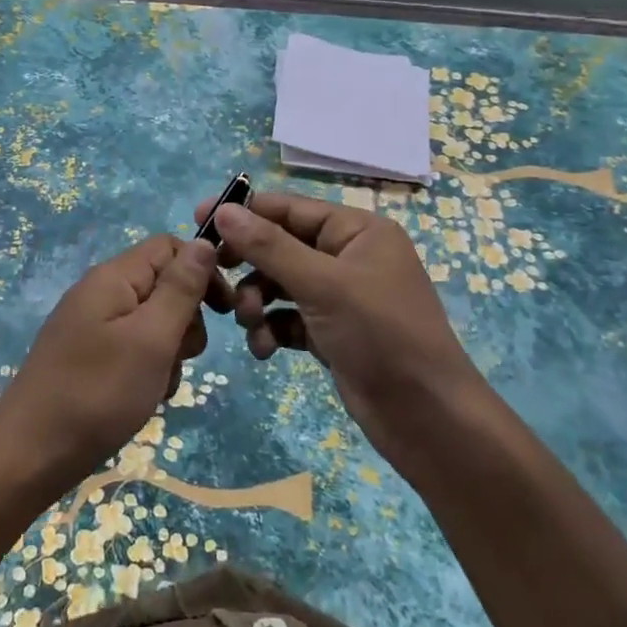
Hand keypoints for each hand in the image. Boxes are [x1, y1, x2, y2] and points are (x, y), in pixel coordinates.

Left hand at [0, 234, 217, 486]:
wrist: (30, 455)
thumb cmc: (98, 392)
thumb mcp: (151, 338)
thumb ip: (180, 289)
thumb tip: (205, 242)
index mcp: (113, 277)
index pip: (169, 247)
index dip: (201, 271)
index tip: (223, 312)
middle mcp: (101, 293)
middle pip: (163, 285)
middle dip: (185, 320)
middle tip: (183, 356)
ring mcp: (92, 326)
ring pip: (153, 323)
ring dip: (169, 352)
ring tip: (158, 385)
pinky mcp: (89, 356)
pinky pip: (133, 349)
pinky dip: (148, 370)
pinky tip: (143, 398)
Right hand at [197, 192, 482, 458]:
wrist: (427, 417)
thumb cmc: (380, 335)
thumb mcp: (322, 284)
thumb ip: (269, 246)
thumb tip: (222, 210)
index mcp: (357, 231)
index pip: (290, 209)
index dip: (245, 213)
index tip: (199, 220)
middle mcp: (349, 257)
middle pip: (281, 247)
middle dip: (250, 267)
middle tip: (216, 280)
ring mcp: (341, 297)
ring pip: (280, 285)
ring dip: (257, 302)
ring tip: (248, 323)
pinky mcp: (332, 332)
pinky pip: (288, 318)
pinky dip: (271, 329)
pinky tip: (264, 349)